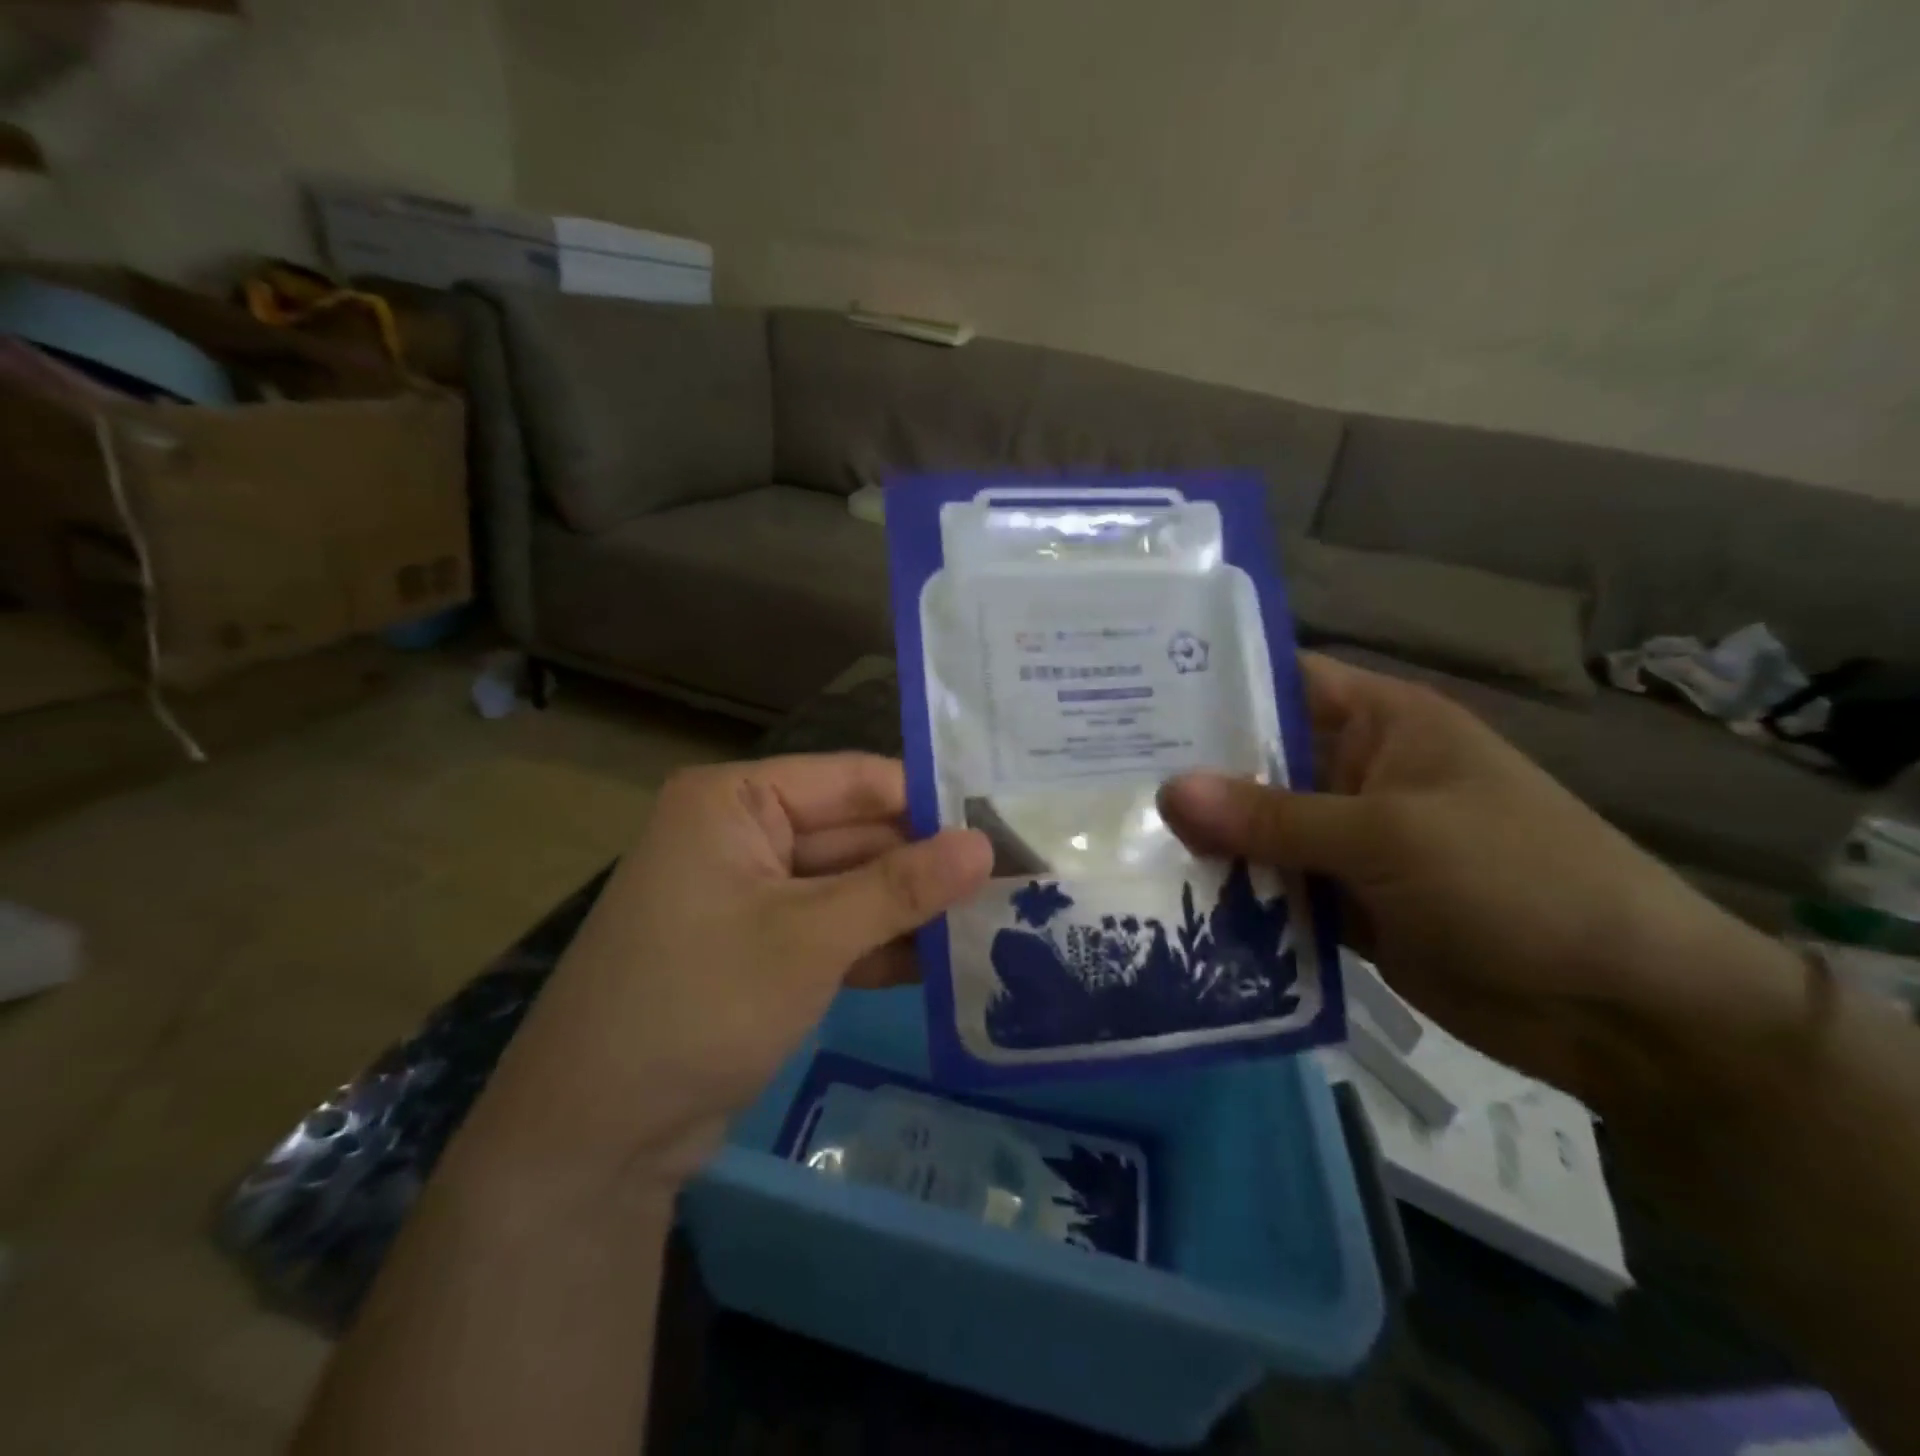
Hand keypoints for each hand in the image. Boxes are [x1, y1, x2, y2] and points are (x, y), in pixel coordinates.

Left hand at [468, 754, 991, 1186]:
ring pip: (851, 886)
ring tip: (996, 918)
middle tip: (1016, 877)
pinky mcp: (763, 949)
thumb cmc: (699, 1004)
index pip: (853, 780)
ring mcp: (754, 895)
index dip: (928, 800)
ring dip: (910, 909)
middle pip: (856, 834)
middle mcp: (744, 834)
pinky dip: (880, 946)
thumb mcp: (809, 938)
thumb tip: (986, 844)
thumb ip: (900, 887)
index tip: (1004, 822)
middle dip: (926, 863)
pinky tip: (946, 963)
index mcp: (736, 801)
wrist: (596, 1137)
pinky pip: (834, 930)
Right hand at [1158, 654, 1811, 1112]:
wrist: (1621, 1008)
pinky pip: (1275, 890)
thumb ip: (1273, 817)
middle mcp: (1356, 774)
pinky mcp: (1345, 904)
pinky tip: (1167, 901)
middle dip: (1189, 772)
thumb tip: (1166, 792)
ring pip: (1257, 832)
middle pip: (1256, 762)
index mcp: (1381, 724)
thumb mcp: (1390, 835)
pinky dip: (1234, 897)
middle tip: (1098, 773)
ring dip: (1204, 841)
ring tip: (1114, 838)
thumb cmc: (1518, 880)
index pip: (1281, 682)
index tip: (1129, 694)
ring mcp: (1348, 843)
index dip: (1211, 685)